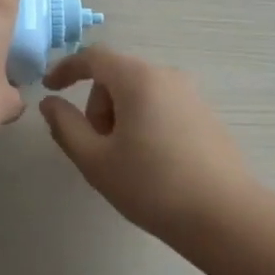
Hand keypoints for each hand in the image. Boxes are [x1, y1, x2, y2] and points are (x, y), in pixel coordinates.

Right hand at [39, 47, 255, 236]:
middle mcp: (166, 76)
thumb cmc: (152, 185)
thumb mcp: (95, 159)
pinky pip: (161, 105)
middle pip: (116, 76)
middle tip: (97, 147)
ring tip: (125, 160)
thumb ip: (65, 125)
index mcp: (137, 79)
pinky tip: (152, 163)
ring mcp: (191, 95)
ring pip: (139, 92)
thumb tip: (50, 103)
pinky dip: (144, 122)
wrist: (225, 217)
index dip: (66, 69)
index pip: (93, 57)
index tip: (49, 89)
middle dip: (97, 105)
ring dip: (120, 116)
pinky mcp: (206, 115)